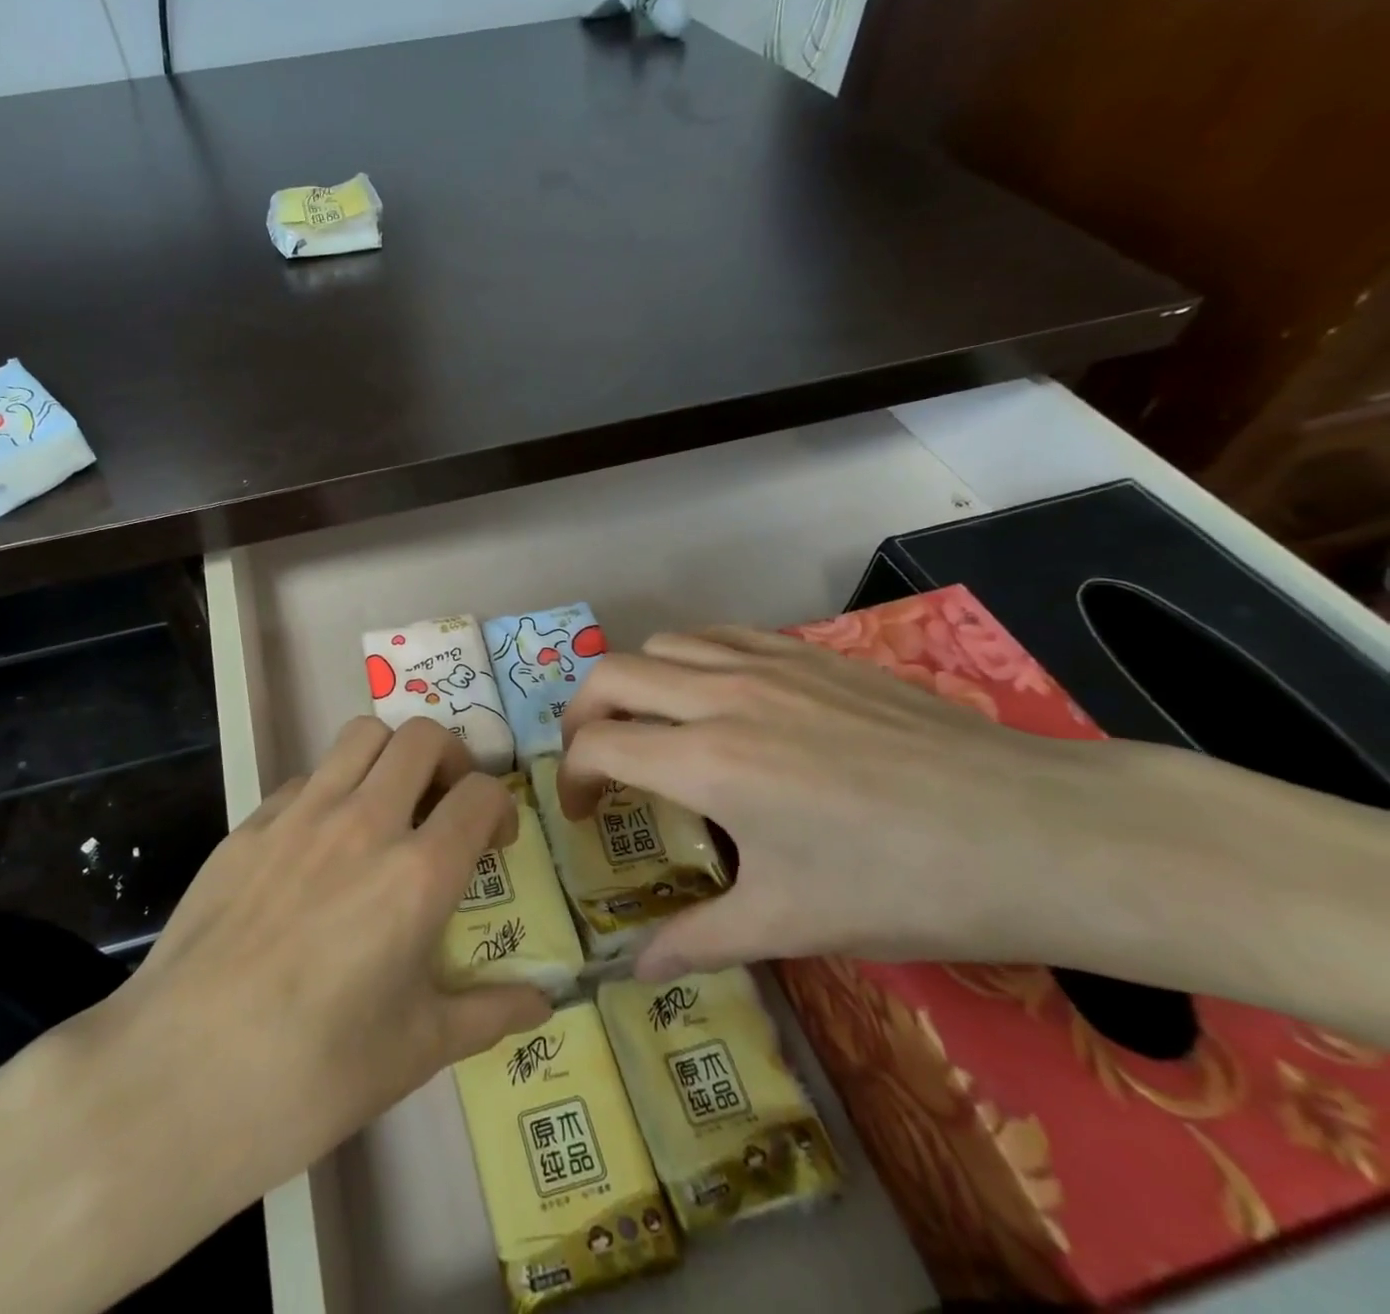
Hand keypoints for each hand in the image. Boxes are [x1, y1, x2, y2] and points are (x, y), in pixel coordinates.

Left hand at [59, 716, 548, 1264]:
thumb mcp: (417, 1049)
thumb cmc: (313, 1075)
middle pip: (422, 737)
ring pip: (361, 735)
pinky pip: (305, 778)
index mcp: (417, 874)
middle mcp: (363, 823)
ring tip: (388, 804)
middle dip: (450, 758)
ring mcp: (299, 815)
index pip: (481, 794)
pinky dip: (331, 789)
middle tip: (446, 803)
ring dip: (390, 756)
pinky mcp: (248, 825)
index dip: (500, 807)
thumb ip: (489, 1013)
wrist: (179, 1078)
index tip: (495, 841)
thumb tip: (546, 1004)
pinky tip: (319, 844)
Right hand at [557, 625, 1135, 978]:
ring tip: (651, 727)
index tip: (584, 814)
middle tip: (596, 762)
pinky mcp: (808, 653)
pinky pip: (718, 634)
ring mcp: (767, 664)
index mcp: (707, 762)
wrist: (1035, 831)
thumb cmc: (904, 885)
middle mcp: (721, 696)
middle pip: (610, 676)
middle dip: (582, 716)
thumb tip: (634, 971)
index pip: (598, 746)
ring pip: (661, 644)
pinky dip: (689, 658)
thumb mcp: (792, 924)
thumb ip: (698, 941)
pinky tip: (715, 697)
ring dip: (635, 683)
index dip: (571, 779)